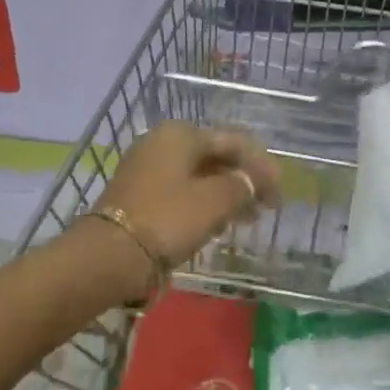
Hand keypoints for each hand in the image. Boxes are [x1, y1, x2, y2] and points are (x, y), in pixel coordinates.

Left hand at [85, 123, 280, 298]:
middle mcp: (162, 141)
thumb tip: (255, 180)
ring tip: (245, 219)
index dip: (260, 165)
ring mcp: (146, 166)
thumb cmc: (167, 219)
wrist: (109, 255)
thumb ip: (242, 186)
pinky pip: (180, 190)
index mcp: (181, 134)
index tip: (280, 192)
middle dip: (242, 179)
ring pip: (197, 175)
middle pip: (214, 156)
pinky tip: (215, 224)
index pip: (232, 141)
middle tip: (265, 207)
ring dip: (225, 193)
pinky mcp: (137, 192)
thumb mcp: (214, 202)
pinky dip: (202, 202)